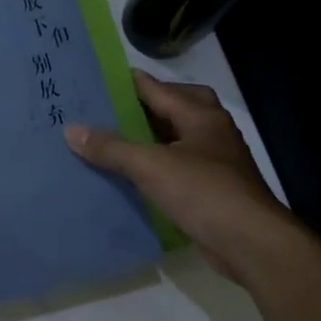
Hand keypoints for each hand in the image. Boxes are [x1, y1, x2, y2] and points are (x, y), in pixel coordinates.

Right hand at [65, 70, 292, 279]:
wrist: (250, 242)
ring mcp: (216, 162)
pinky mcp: (214, 190)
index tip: (102, 77)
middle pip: (179, 107)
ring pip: (180, 138)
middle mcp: (212, 133)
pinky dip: (159, 165)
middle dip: (150, 105)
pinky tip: (136, 175)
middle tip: (115, 108)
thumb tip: (71, 129)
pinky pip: (180, 166)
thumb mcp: (150, 166)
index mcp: (201, 117)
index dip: (132, 82)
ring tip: (118, 138)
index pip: (161, 90)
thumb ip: (111, 148)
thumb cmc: (203, 192)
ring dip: (153, 136)